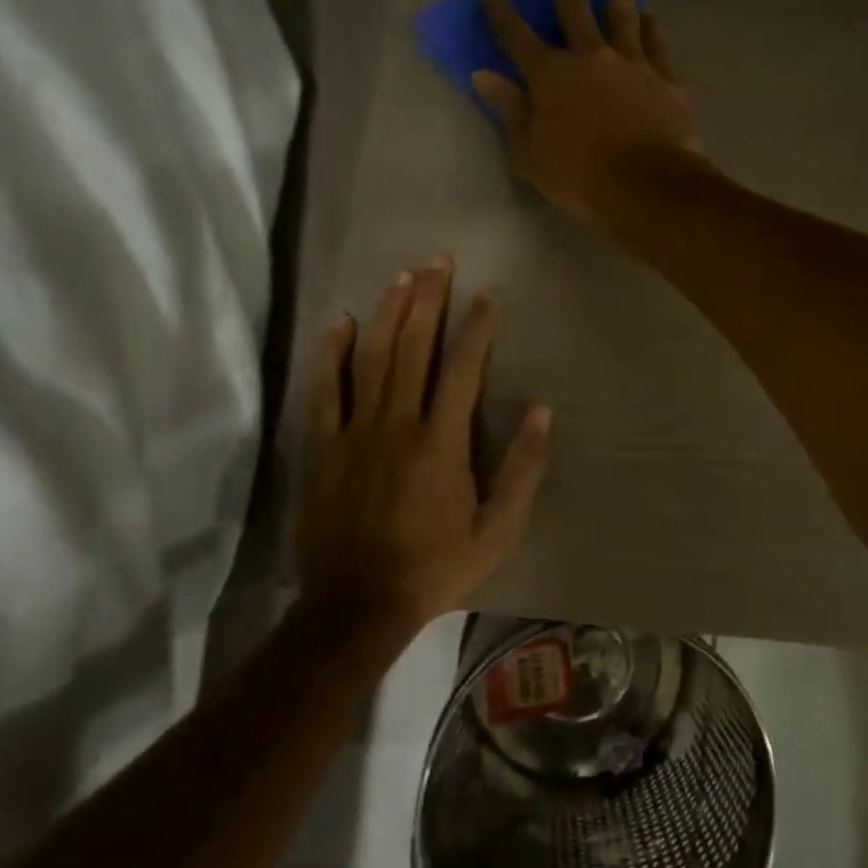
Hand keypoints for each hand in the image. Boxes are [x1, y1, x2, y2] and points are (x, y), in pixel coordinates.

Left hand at [293, 260, 550, 635]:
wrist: (357, 605)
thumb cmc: (435, 567)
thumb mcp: (498, 529)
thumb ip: (523, 469)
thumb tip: (543, 411)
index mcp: (441, 443)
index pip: (461, 370)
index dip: (475, 329)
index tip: (484, 298)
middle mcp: (397, 424)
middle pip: (414, 349)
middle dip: (427, 301)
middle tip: (438, 262)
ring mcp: (355, 432)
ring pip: (372, 358)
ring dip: (389, 313)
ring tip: (402, 276)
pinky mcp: (324, 447)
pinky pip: (327, 391)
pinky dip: (334, 354)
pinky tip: (342, 323)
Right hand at [474, 0, 700, 231]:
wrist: (646, 187)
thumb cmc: (580, 178)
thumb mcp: (531, 155)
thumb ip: (510, 113)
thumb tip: (484, 77)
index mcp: (551, 77)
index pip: (517, 37)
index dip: (501, 11)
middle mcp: (590, 58)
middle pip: (573, 9)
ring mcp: (631, 64)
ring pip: (621, 16)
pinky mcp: (664, 79)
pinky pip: (656, 45)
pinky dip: (652, 28)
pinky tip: (651, 16)